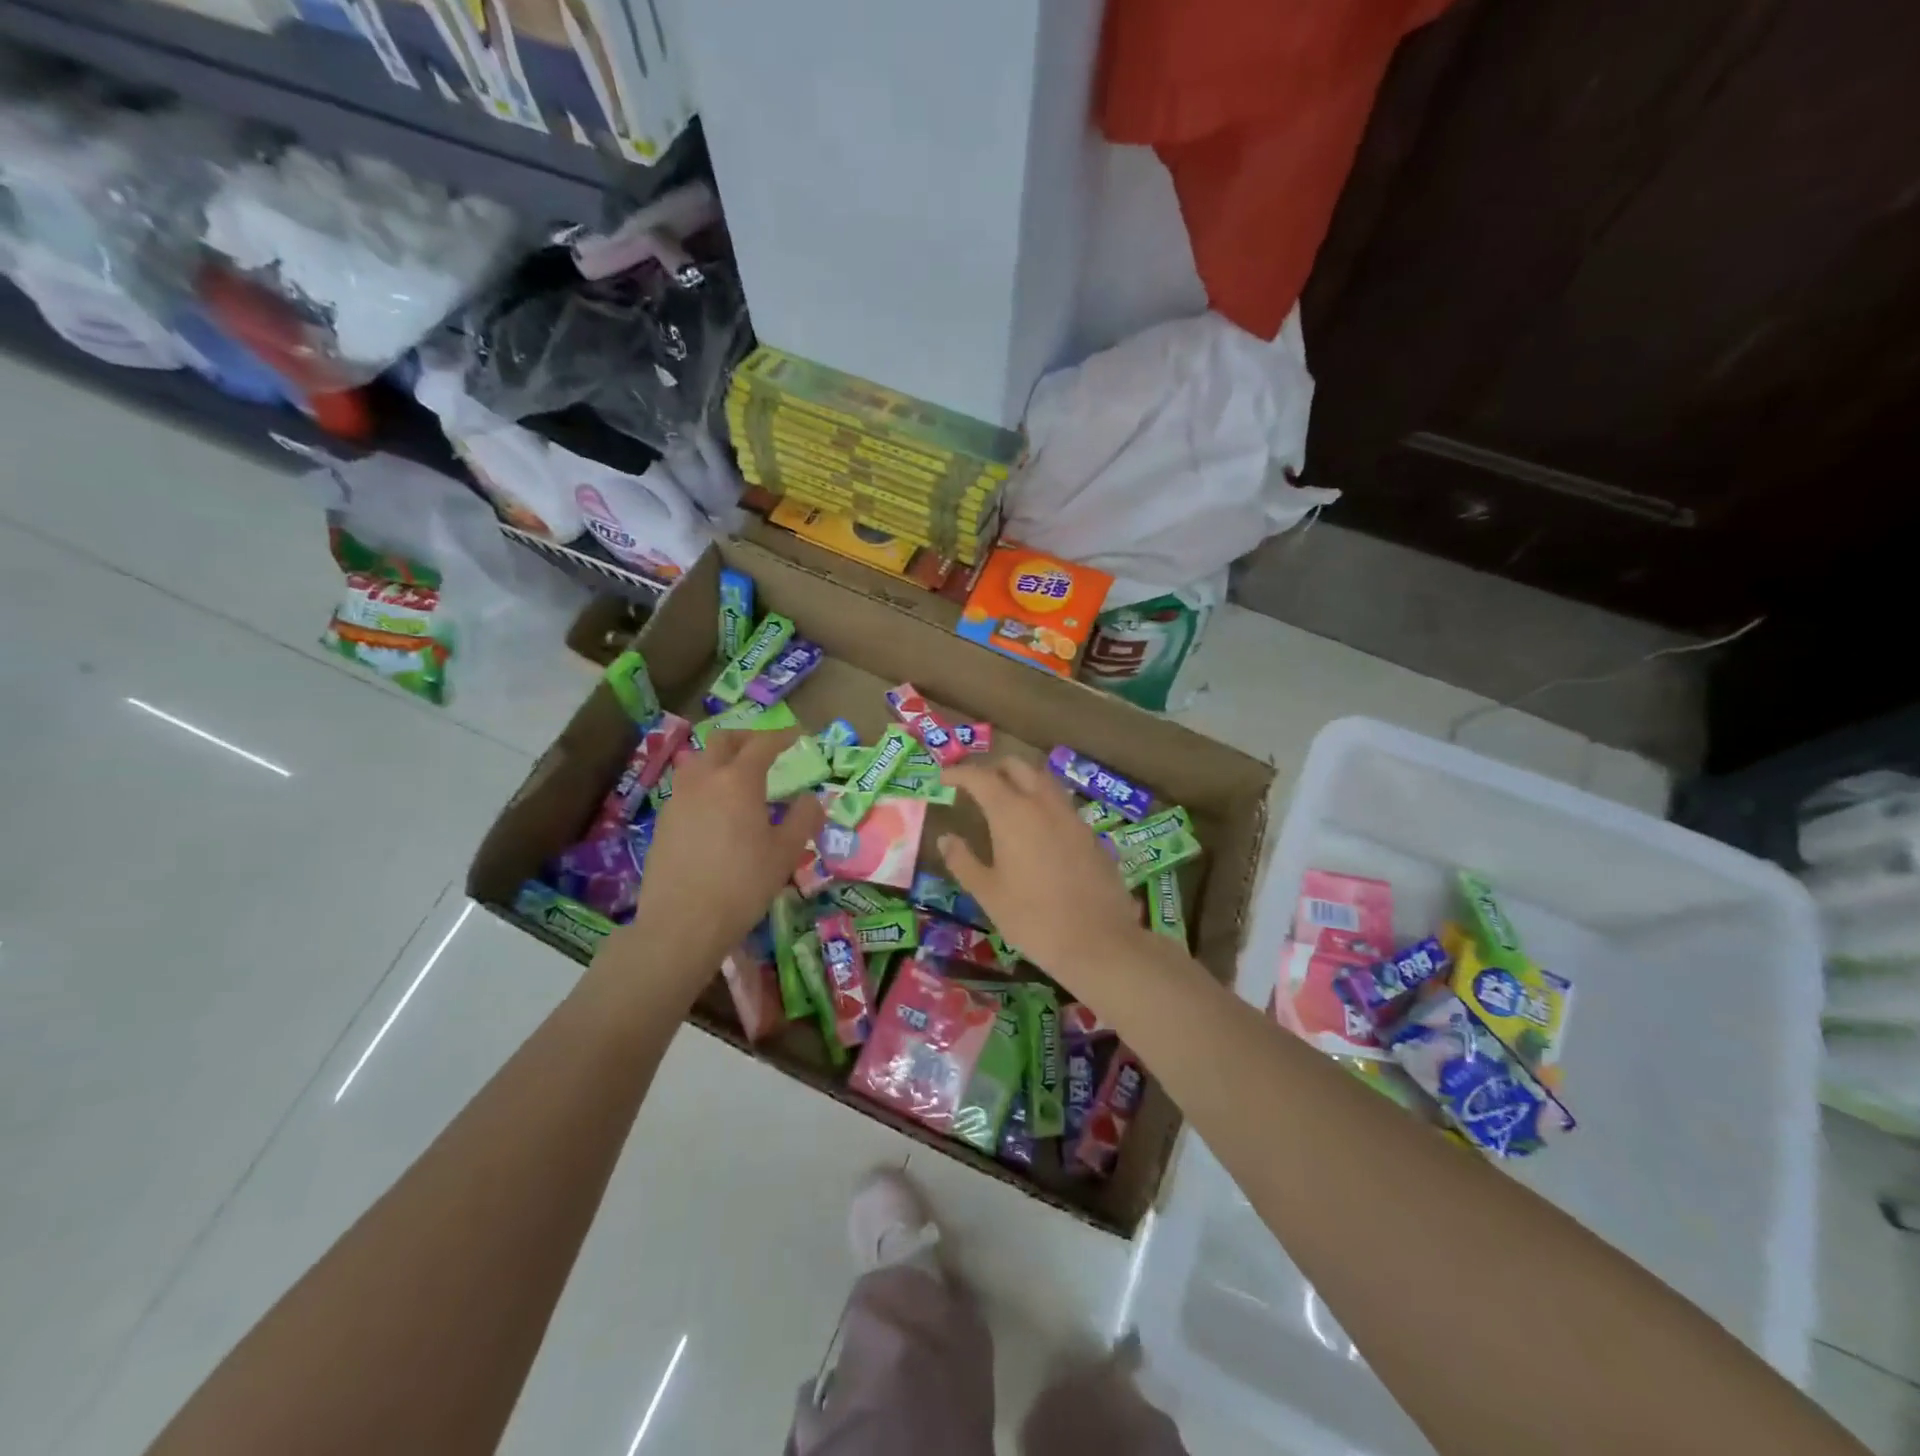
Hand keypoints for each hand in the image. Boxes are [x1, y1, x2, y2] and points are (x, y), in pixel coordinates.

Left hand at [625, 729, 823, 976]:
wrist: (682, 923)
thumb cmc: (743, 884)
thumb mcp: (786, 853)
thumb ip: (803, 818)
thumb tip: (811, 798)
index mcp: (738, 781)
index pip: (762, 744)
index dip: (782, 736)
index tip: (797, 735)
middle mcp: (704, 779)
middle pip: (722, 741)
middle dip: (747, 737)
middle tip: (766, 748)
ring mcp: (678, 799)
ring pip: (698, 761)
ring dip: (721, 758)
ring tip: (738, 777)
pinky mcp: (663, 822)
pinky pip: (687, 788)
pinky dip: (705, 784)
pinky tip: (716, 810)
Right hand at [939, 758, 1146, 991]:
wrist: (1098, 941)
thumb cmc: (1032, 919)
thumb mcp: (988, 893)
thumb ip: (963, 861)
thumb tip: (945, 838)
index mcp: (1012, 814)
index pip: (981, 778)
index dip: (960, 774)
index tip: (944, 778)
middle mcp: (1044, 805)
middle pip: (1018, 767)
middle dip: (994, 768)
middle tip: (976, 785)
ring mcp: (1072, 817)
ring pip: (1044, 781)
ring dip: (1022, 780)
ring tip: (1007, 800)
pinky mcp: (1091, 834)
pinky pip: (1062, 804)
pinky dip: (1043, 803)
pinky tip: (1038, 828)